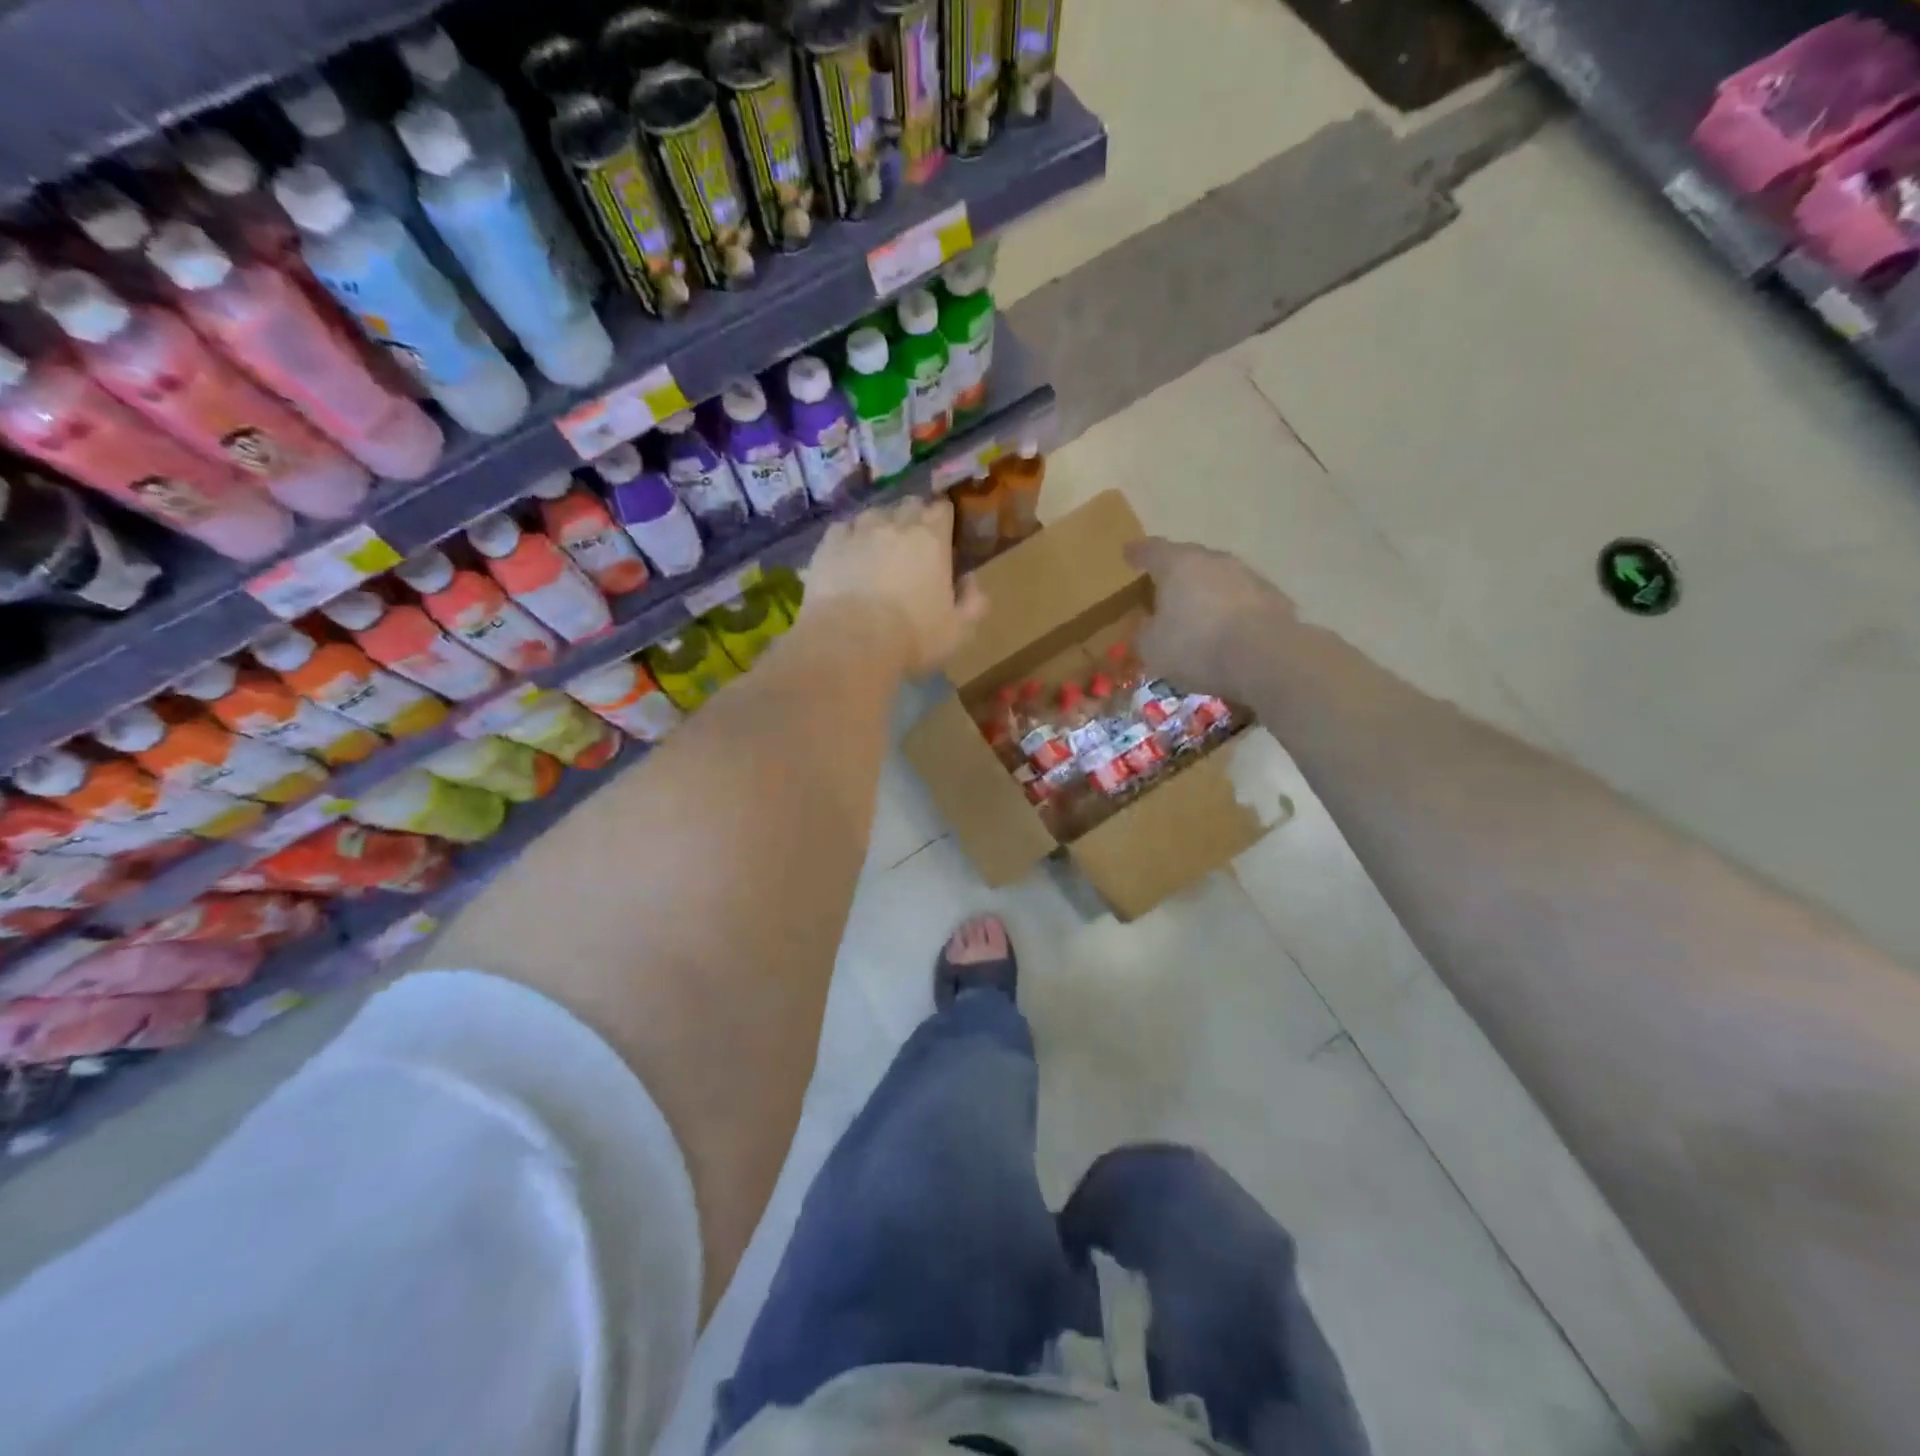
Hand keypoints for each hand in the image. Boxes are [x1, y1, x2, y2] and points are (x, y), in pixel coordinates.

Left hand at [805, 497, 986, 674]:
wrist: (850, 642)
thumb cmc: (912, 636)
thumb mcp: (959, 630)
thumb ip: (973, 602)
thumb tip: (970, 581)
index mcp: (932, 538)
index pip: (942, 508)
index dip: (943, 520)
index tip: (943, 537)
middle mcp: (895, 524)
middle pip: (909, 504)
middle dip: (913, 518)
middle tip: (912, 545)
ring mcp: (858, 530)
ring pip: (874, 513)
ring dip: (880, 525)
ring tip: (878, 550)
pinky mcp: (827, 544)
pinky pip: (843, 529)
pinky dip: (849, 538)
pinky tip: (849, 557)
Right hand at [1124, 537, 1297, 701]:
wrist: (1265, 659)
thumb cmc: (1196, 647)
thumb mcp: (1152, 648)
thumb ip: (1143, 632)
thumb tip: (1147, 624)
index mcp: (1178, 564)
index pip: (1152, 550)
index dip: (1138, 553)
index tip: (1128, 553)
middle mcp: (1214, 560)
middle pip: (1189, 560)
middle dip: (1175, 572)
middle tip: (1163, 587)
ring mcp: (1248, 576)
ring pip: (1218, 578)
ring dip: (1206, 591)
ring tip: (1197, 612)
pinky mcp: (1273, 598)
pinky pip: (1241, 599)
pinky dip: (1230, 610)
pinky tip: (1226, 630)